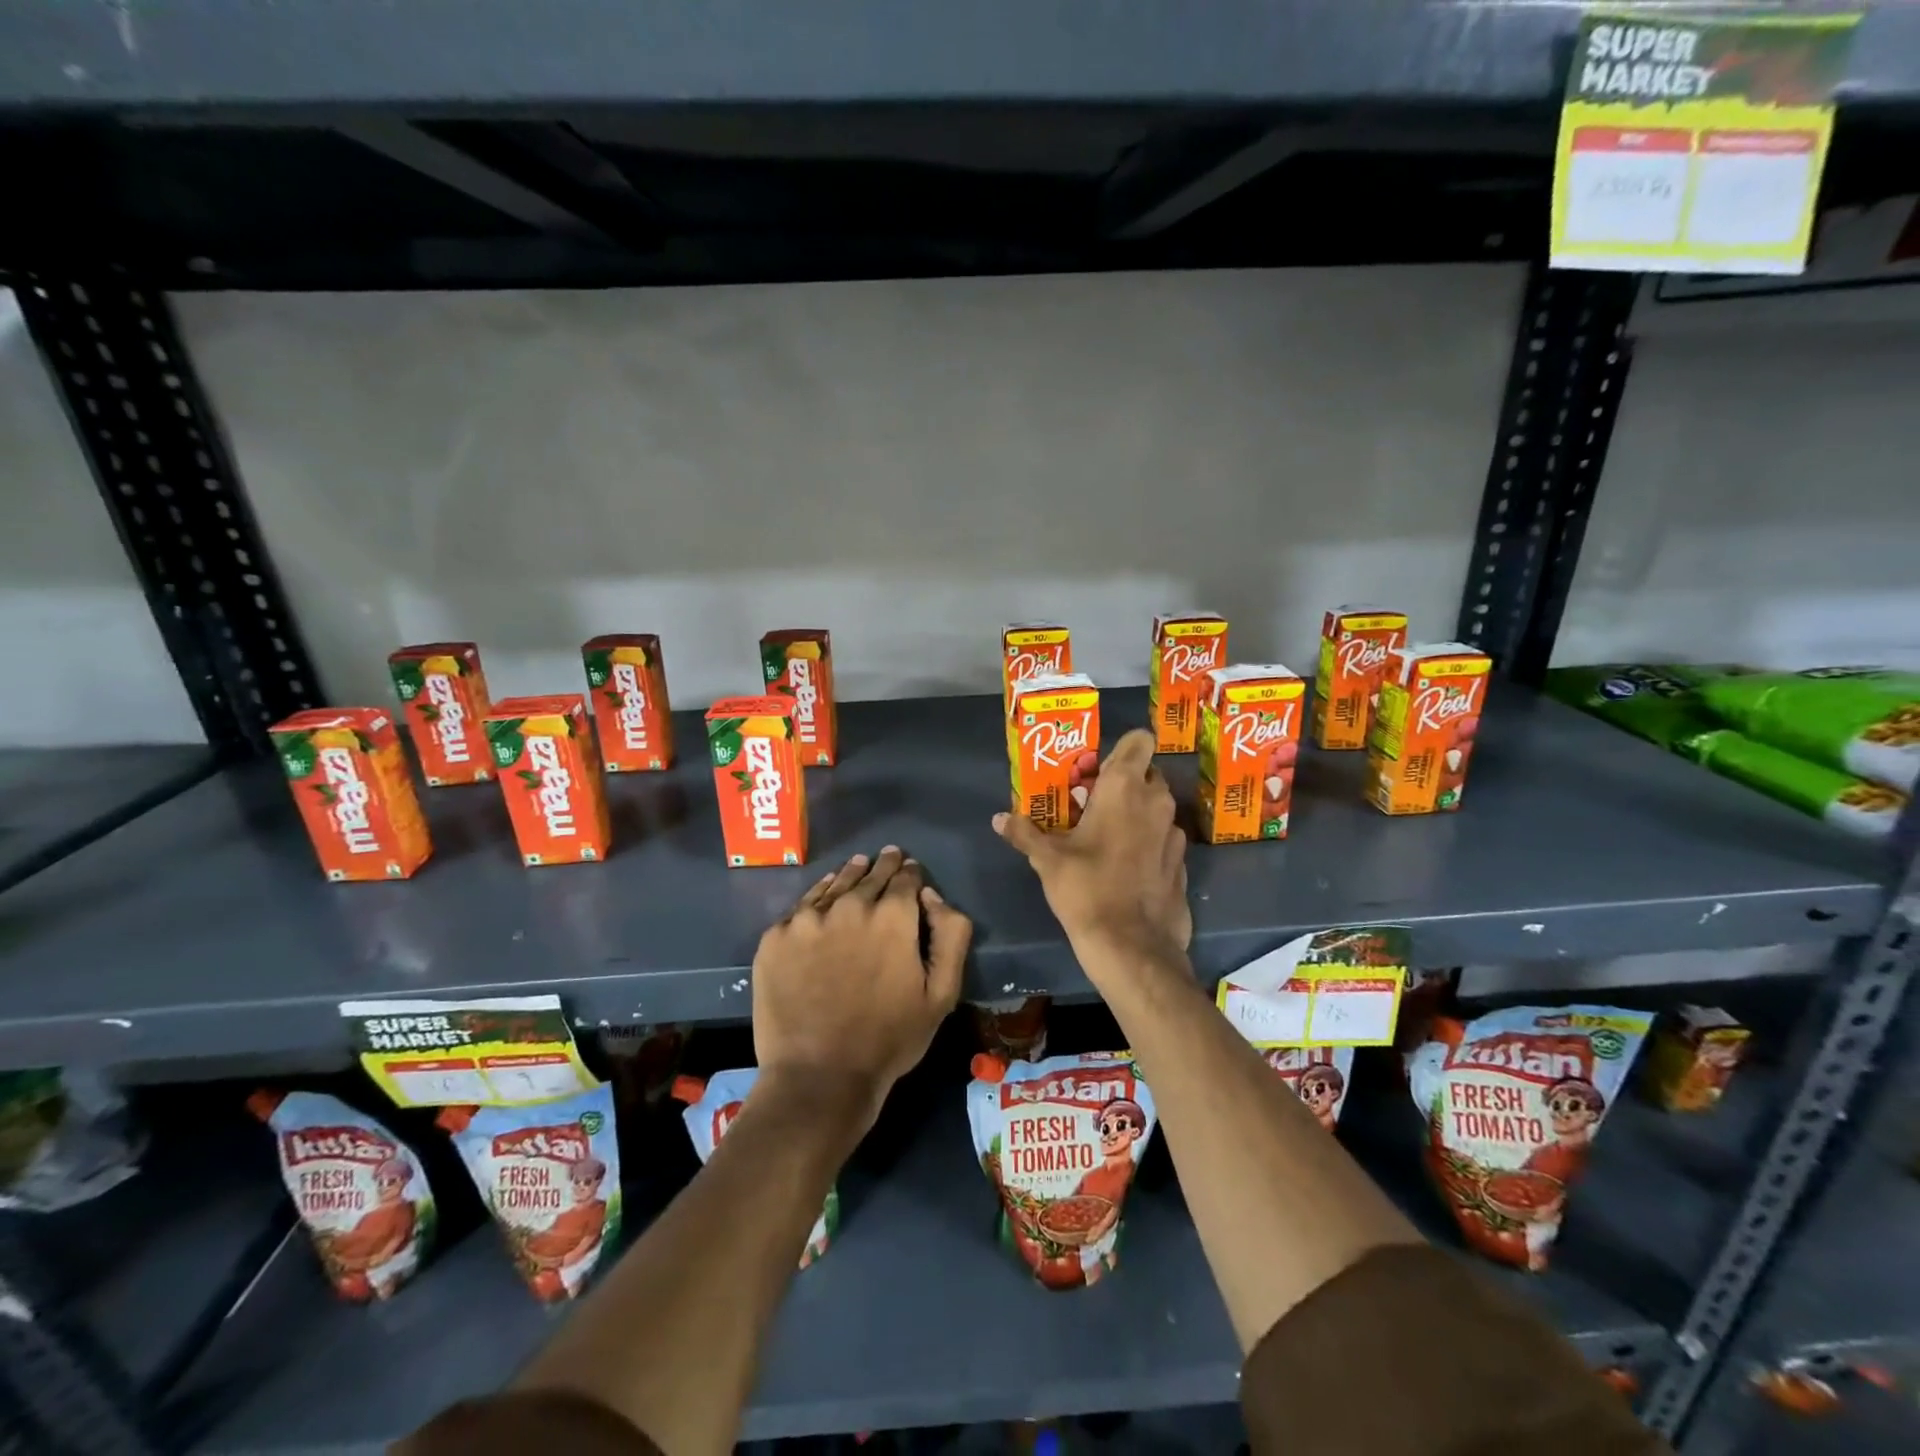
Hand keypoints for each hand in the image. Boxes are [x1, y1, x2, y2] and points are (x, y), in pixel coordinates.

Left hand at [751, 847, 971, 1127]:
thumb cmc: (890, 1038)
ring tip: (858, 865)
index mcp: (893, 916)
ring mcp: (807, 919)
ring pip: (835, 884)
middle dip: (884, 866)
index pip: (906, 877)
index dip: (911, 872)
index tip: (911, 869)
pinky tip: (822, 899)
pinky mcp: (775, 937)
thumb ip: (950, 934)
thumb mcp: (942, 993)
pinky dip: (817, 898)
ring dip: (850, 874)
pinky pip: (802, 906)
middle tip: (889, 856)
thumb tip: (930, 895)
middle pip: (870, 875)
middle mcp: (849, 905)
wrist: (819, 1075)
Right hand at [993, 729, 1191, 973]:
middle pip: (1146, 773)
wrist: (1132, 946)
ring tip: (1107, 836)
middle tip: (1092, 804)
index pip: (1140, 740)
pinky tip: (1126, 866)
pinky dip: (1148, 842)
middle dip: (1123, 782)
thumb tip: (998, 818)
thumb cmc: (1087, 889)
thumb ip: (1025, 833)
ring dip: (1137, 813)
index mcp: (1125, 788)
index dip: (1122, 748)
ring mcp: (1175, 832)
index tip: (1098, 769)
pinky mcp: (1182, 862)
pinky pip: (1163, 837)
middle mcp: (1156, 801)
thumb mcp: (1048, 861)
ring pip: (1156, 807)